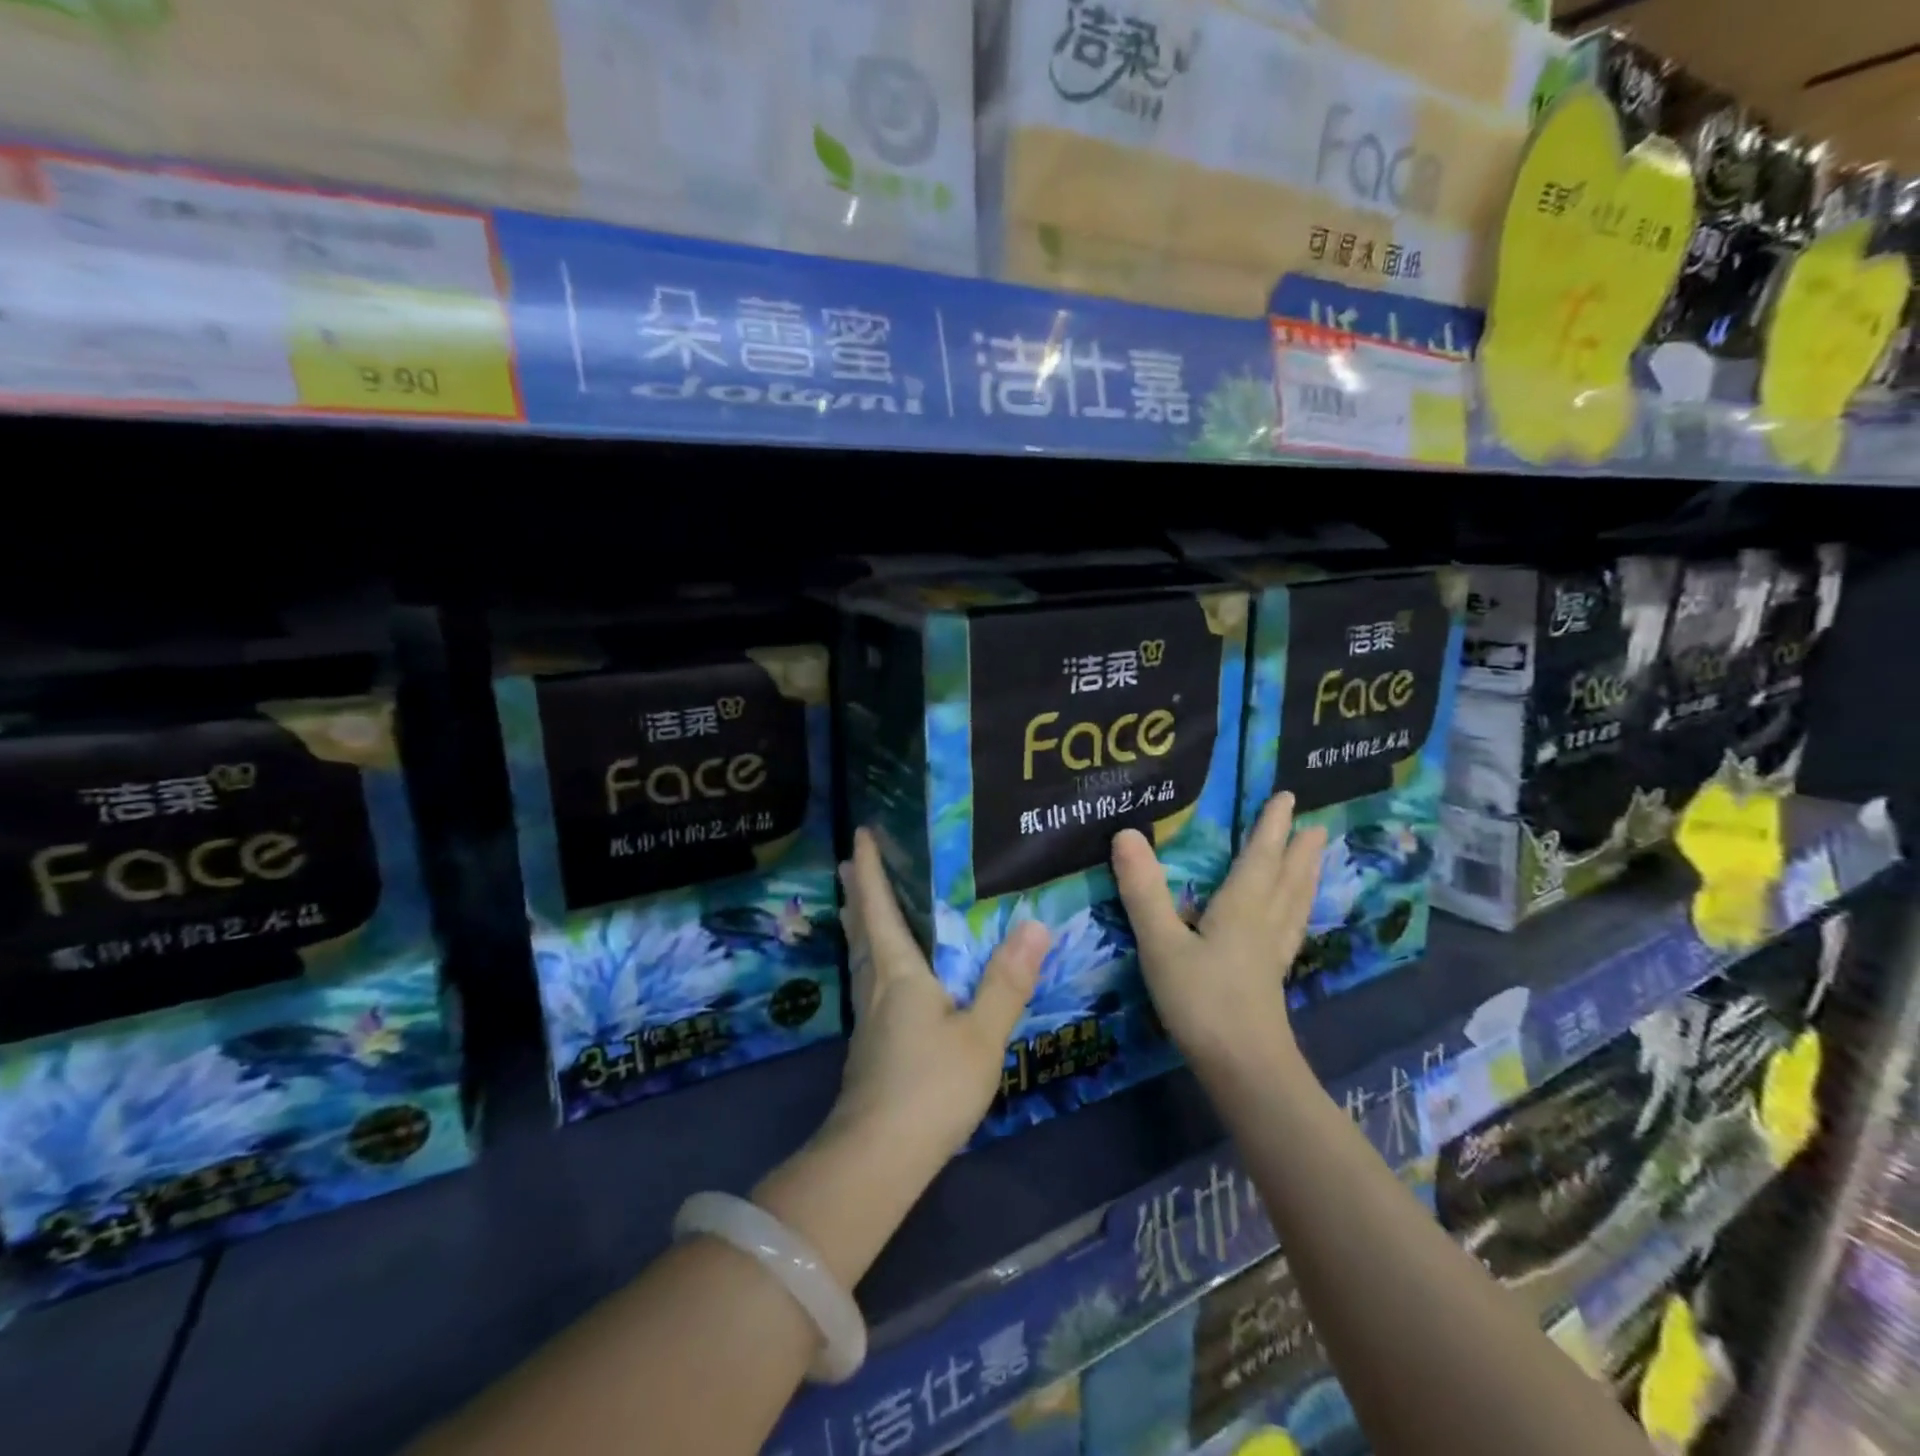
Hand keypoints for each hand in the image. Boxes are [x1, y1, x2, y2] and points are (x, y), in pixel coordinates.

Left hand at [827, 828, 1046, 1166]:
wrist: (878, 1157)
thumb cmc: (930, 1087)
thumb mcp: (981, 1034)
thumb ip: (1007, 980)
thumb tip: (1035, 924)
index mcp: (898, 971)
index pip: (878, 905)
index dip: (869, 868)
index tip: (861, 834)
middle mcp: (875, 984)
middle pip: (861, 926)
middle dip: (858, 891)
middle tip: (854, 862)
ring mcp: (867, 1017)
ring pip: (859, 954)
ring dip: (859, 922)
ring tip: (858, 904)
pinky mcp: (869, 1043)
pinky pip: (866, 979)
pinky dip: (868, 954)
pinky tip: (882, 971)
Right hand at [1110, 793, 1324, 1075]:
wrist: (1244, 1070)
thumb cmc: (1202, 1001)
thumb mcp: (1161, 943)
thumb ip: (1143, 891)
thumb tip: (1126, 833)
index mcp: (1241, 909)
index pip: (1259, 857)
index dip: (1271, 827)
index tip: (1287, 797)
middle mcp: (1263, 925)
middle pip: (1286, 879)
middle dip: (1297, 850)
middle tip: (1314, 825)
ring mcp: (1271, 956)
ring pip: (1293, 906)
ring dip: (1304, 878)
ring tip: (1315, 860)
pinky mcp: (1269, 981)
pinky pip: (1289, 933)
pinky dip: (1295, 914)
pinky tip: (1291, 923)